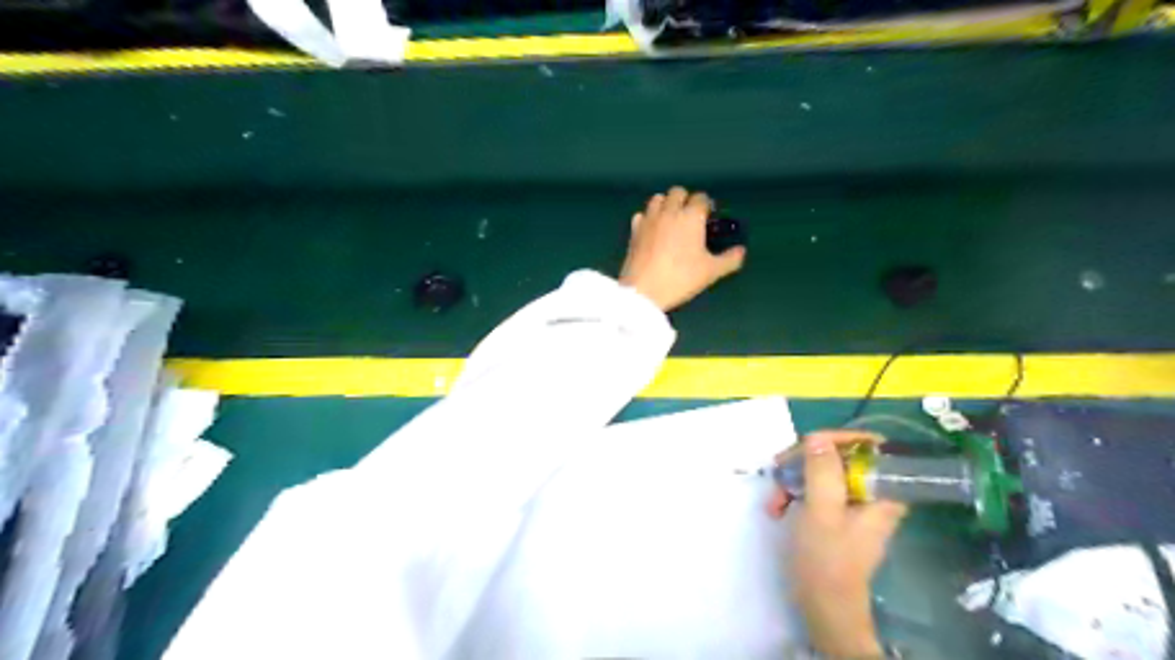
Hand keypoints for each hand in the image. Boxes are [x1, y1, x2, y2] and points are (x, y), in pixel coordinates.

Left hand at [619, 184, 746, 307]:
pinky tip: (652, 230)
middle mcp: (670, 211)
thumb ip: (729, 259)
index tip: (709, 217)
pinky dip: (648, 218)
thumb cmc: (681, 278)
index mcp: (691, 216)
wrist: (644, 290)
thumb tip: (741, 251)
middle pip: (678, 192)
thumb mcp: (711, 271)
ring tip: (671, 220)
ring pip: (658, 199)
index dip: (707, 206)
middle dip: (685, 200)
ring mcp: (649, 219)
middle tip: (690, 217)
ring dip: (666, 204)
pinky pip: (642, 214)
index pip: (701, 198)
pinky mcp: (634, 230)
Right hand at [767, 432, 900, 656]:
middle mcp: (870, 494)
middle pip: (841, 457)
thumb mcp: (822, 510)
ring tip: (774, 499)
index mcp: (881, 492)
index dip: (839, 440)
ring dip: (794, 479)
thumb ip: (822, 471)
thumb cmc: (827, 559)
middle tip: (780, 469)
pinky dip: (795, 494)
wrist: (823, 606)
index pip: (870, 447)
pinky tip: (777, 508)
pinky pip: (815, 490)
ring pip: (823, 473)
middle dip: (806, 461)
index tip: (809, 444)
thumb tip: (818, 437)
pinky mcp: (834, 515)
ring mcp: (851, 505)